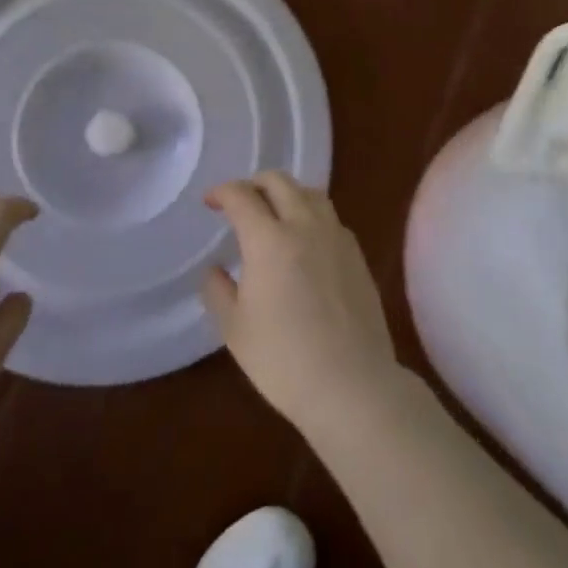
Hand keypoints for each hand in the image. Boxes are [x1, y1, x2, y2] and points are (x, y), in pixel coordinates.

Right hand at [200, 171, 404, 435]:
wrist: (352, 385)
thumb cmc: (283, 360)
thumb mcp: (235, 329)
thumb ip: (218, 291)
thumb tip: (215, 270)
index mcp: (268, 239)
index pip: (241, 195)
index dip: (221, 192)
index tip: (210, 202)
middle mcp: (304, 226)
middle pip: (279, 182)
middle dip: (254, 183)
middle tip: (241, 202)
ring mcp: (336, 237)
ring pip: (310, 193)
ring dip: (287, 193)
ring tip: (275, 214)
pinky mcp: (357, 255)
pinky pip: (331, 217)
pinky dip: (311, 215)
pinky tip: (306, 241)